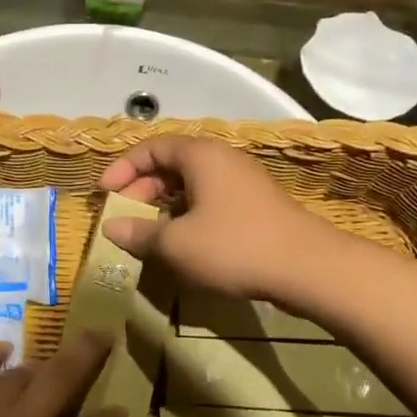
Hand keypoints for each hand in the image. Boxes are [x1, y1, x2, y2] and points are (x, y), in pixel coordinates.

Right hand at [99, 136, 332, 301]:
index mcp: (201, 155)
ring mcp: (243, 181)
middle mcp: (222, 159)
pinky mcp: (257, 205)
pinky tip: (184, 241)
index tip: (106, 193)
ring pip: (192, 183)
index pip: (152, 147)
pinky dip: (189, 213)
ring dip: (165, 203)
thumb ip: (140, 233)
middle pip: (171, 163)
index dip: (124, 167)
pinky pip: (211, 198)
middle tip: (125, 215)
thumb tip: (110, 228)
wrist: (310, 268)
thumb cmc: (235, 246)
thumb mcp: (177, 244)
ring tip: (149, 231)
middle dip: (142, 188)